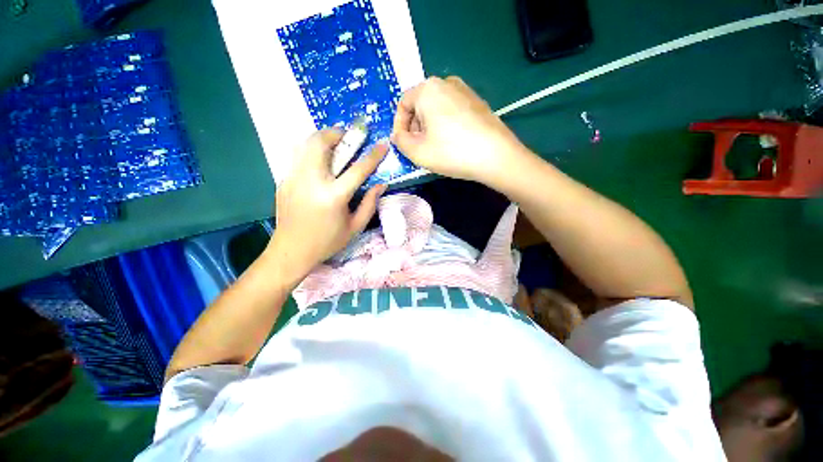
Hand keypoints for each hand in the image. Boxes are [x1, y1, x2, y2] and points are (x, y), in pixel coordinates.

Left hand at [267, 129, 386, 277]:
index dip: (373, 155)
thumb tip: (381, 185)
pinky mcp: (284, 181)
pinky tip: (320, 165)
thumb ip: (369, 204)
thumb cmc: (327, 242)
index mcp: (333, 196)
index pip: (358, 169)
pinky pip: (299, 158)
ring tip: (334, 146)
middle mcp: (311, 182)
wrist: (291, 251)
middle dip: (336, 133)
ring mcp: (294, 179)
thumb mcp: (355, 227)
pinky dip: (312, 153)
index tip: (382, 144)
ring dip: (322, 139)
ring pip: (305, 145)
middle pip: (321, 144)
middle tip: (347, 136)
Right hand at [391, 76, 529, 184]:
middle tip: (419, 148)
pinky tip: (452, 143)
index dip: (399, 125)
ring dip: (429, 128)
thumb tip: (399, 134)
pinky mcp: (478, 102)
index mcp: (428, 89)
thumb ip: (400, 141)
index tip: (403, 144)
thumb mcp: (417, 151)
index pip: (403, 103)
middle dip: (415, 127)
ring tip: (435, 148)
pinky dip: (445, 126)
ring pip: (436, 109)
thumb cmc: (452, 152)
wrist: (496, 156)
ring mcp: (465, 91)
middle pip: (420, 105)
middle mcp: (446, 82)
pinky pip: (452, 112)